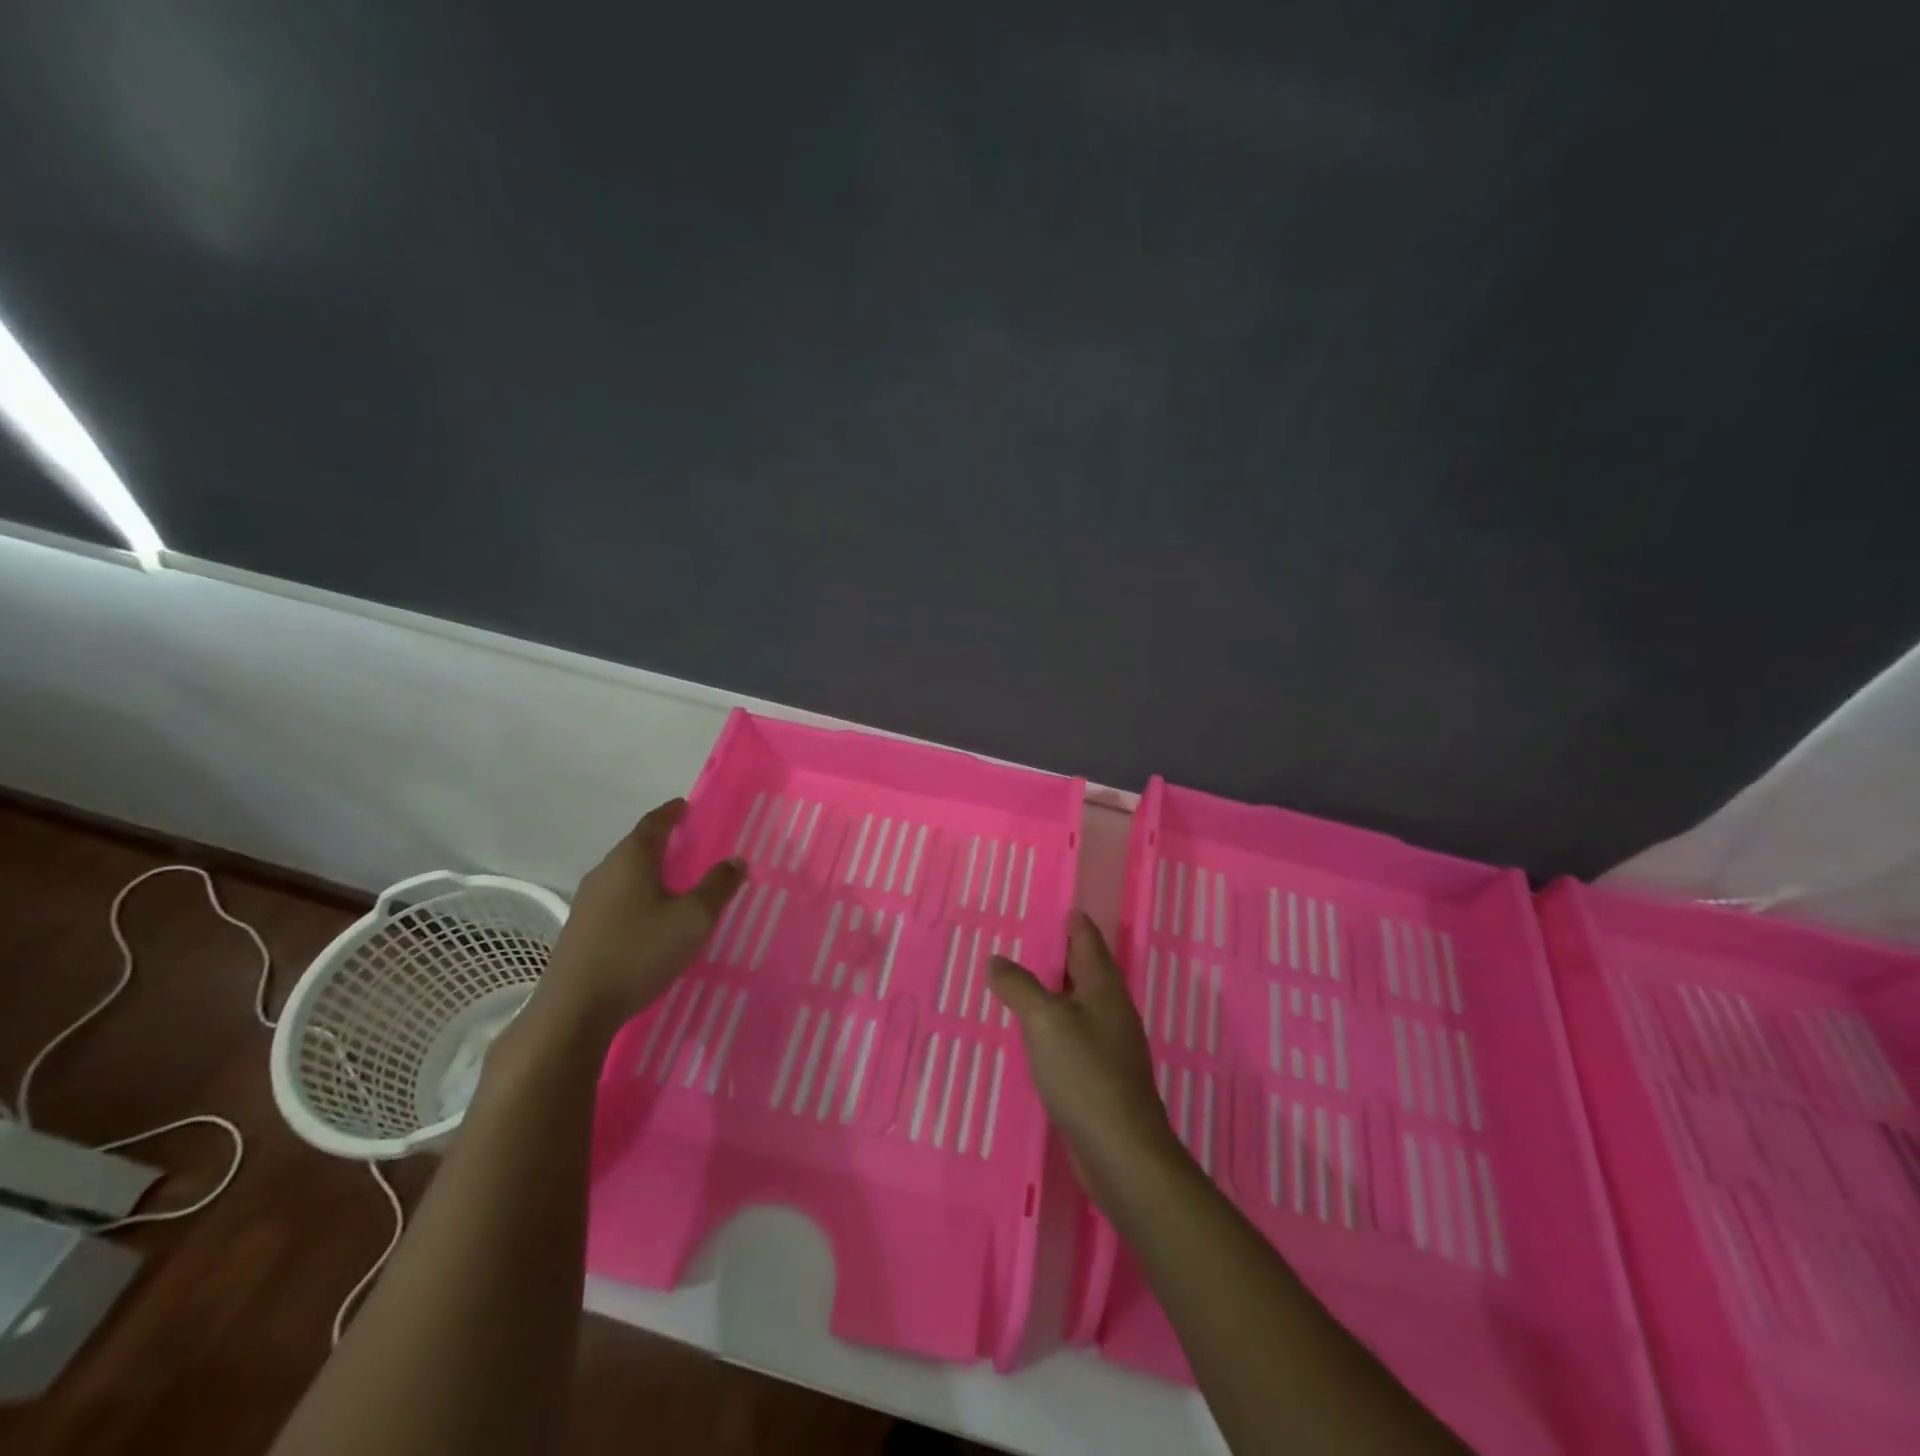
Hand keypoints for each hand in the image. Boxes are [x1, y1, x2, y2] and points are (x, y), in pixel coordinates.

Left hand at [536, 800, 744, 1032]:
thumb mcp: (693, 919)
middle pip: (637, 846)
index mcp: (631, 859)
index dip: (672, 813)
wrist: (575, 1009)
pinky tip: (651, 917)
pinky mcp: (581, 929)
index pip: (654, 823)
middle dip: (663, 842)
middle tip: (691, 845)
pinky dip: (638, 896)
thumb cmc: (639, 952)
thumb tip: (736, 859)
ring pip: (625, 875)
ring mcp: (588, 901)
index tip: (688, 806)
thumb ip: (717, 886)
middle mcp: (605, 871)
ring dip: (650, 872)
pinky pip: (617, 899)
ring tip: (676, 882)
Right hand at [990, 913, 1180, 1205]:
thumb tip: (997, 959)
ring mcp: (1111, 1045)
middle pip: (1088, 970)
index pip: (1088, 941)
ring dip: (1057, 990)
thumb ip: (1019, 986)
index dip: (1074, 922)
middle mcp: (1112, 1010)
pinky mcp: (1103, 1076)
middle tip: (1029, 939)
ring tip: (1025, 982)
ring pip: (1081, 1004)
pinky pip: (1076, 1034)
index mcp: (1103, 987)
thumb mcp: (1044, 1020)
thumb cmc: (1084, 1073)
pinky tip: (1037, 1034)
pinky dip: (1056, 1024)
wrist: (1121, 1151)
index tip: (1059, 906)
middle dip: (1063, 954)